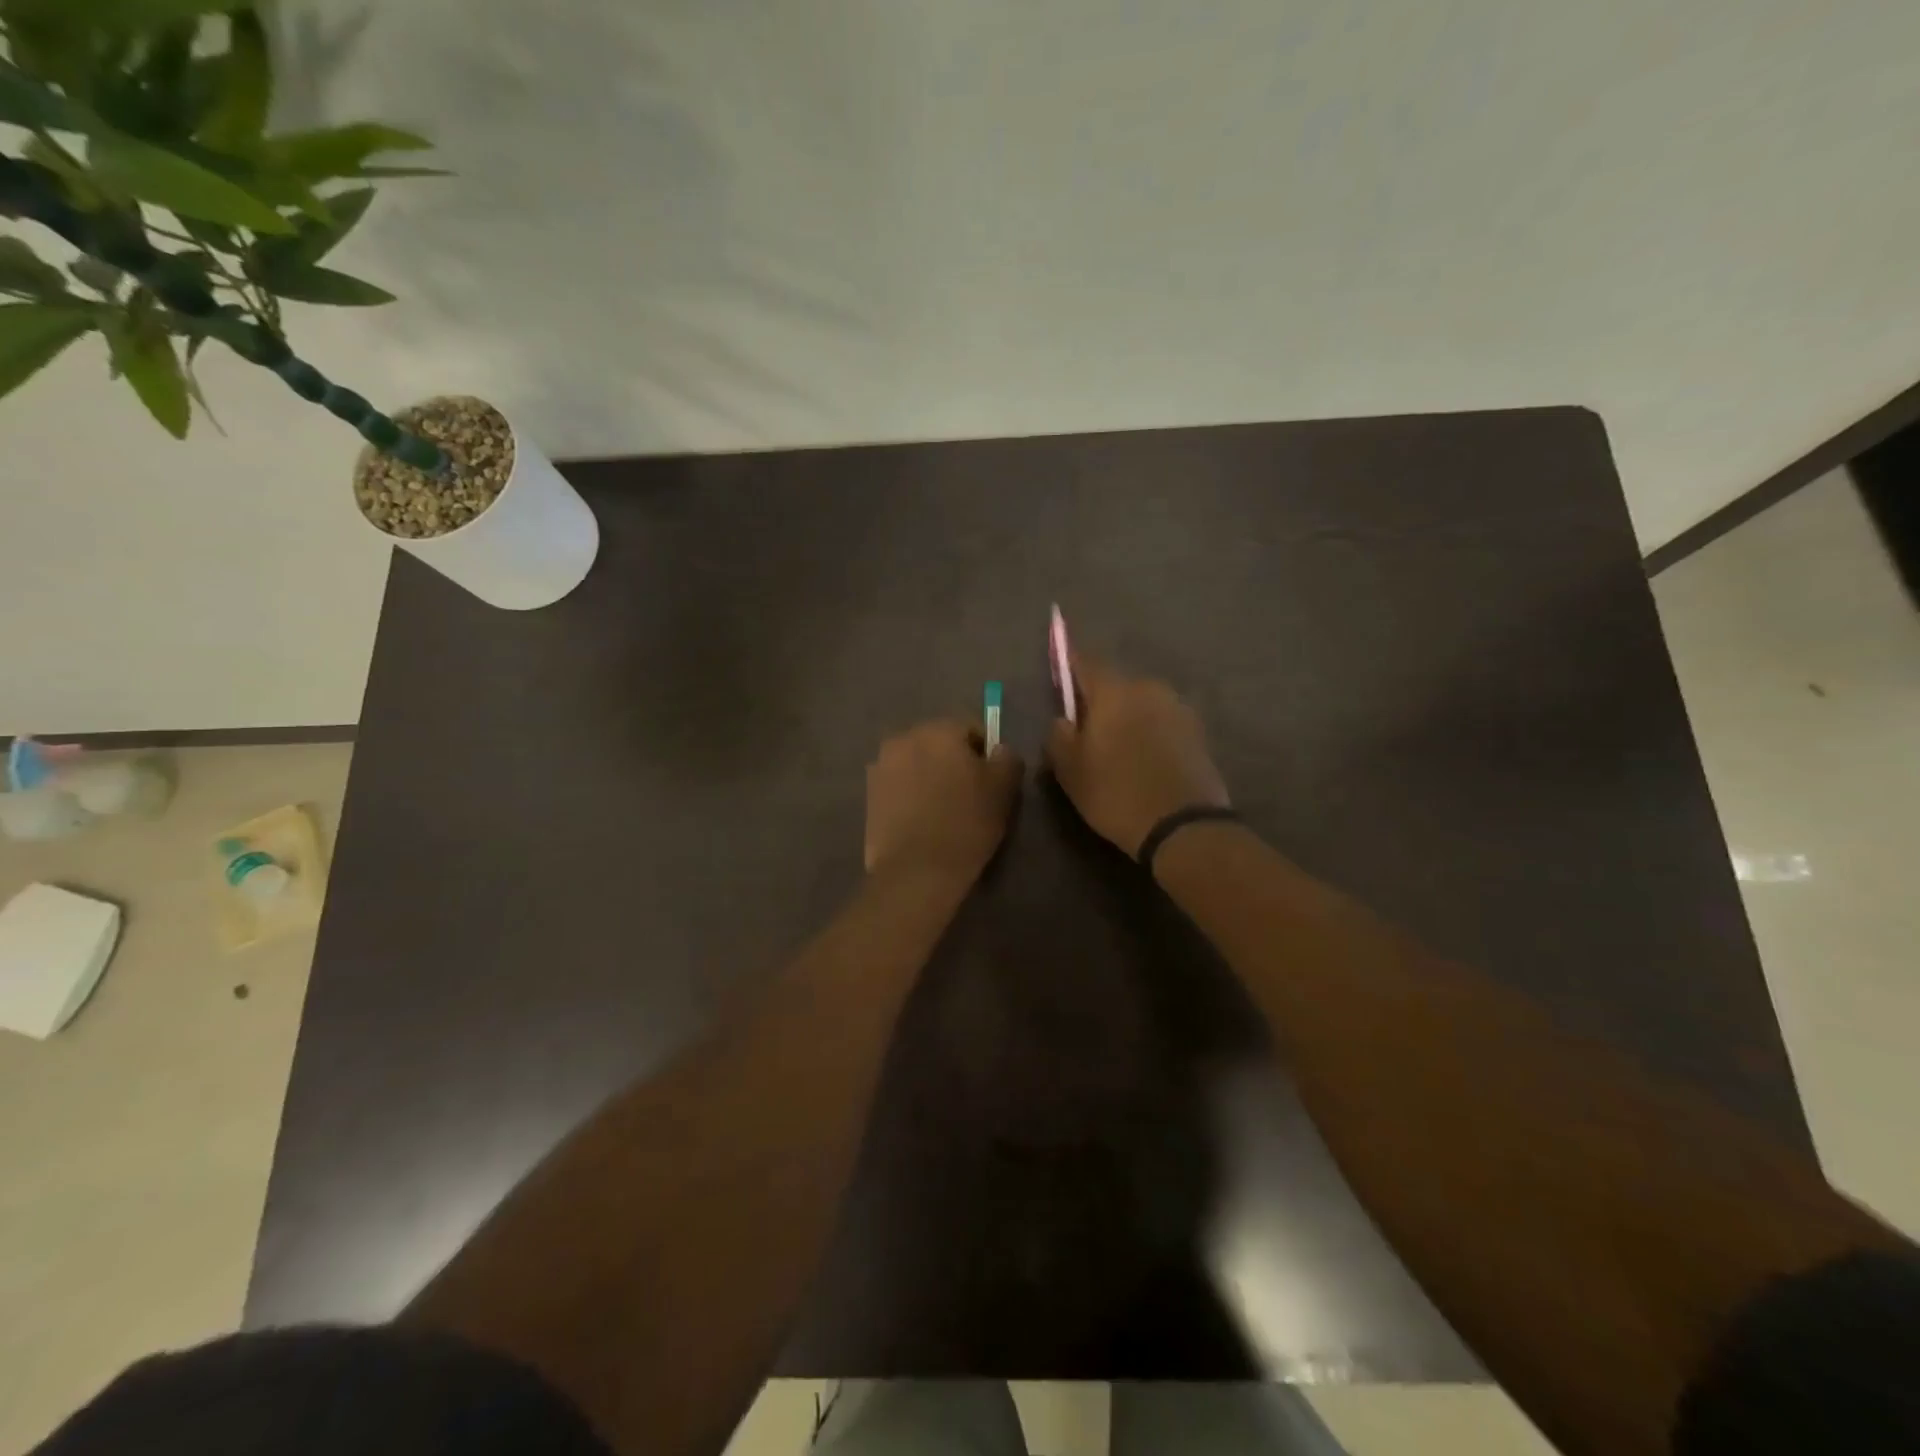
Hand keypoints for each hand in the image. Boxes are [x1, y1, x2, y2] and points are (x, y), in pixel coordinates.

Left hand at [865, 720, 1023, 880]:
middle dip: (953, 762)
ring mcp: (881, 766)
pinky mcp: (868, 794)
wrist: (915, 870)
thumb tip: (998, 750)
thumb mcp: (1003, 789)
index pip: (971, 729)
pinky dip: (910, 795)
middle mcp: (904, 738)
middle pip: (939, 743)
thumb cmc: (965, 823)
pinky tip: (921, 820)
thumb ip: (1007, 759)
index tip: (991, 781)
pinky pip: (899, 785)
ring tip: (942, 810)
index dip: (985, 753)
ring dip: (929, 777)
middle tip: (968, 795)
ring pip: (917, 763)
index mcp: (937, 730)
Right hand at [1045, 654, 1229, 855]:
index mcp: (1114, 692)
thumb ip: (1058, 736)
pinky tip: (1144, 760)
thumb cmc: (1116, 793)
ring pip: (1142, 704)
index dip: (1070, 665)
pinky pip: (1162, 723)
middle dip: (1100, 701)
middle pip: (1116, 685)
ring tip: (1119, 750)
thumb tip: (1063, 719)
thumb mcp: (1070, 771)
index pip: (1086, 663)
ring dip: (1128, 718)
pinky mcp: (1198, 732)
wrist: (1184, 825)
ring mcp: (1178, 708)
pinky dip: (1150, 733)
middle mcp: (1149, 689)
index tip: (1060, 672)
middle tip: (1088, 731)